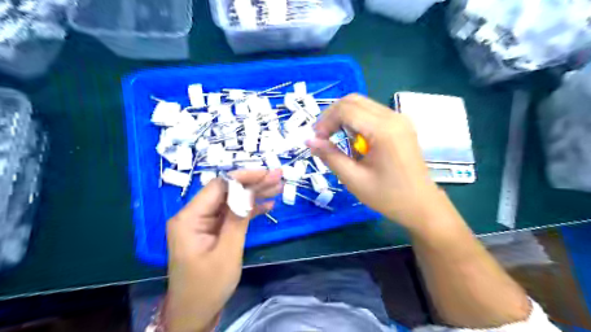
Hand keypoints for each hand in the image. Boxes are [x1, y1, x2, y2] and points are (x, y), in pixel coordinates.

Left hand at [164, 169, 283, 331]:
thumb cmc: (208, 286)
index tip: (266, 173)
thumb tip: (249, 192)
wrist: (195, 313)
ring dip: (254, 194)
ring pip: (232, 201)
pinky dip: (249, 209)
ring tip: (277, 186)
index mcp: (189, 219)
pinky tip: (267, 204)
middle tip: (277, 176)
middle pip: (227, 192)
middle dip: (253, 183)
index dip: (243, 177)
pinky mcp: (213, 230)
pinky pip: (232, 214)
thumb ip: (237, 220)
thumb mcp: (226, 253)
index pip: (218, 187)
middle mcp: (194, 215)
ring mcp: (204, 223)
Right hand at [307, 94, 440, 230]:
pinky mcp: (400, 124)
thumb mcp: (354, 179)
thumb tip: (309, 141)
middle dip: (332, 116)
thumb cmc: (388, 196)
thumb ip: (330, 156)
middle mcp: (393, 117)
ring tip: (335, 139)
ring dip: (343, 118)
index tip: (316, 140)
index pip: (346, 110)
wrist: (421, 204)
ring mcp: (399, 118)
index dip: (325, 121)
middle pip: (353, 101)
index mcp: (383, 130)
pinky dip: (356, 121)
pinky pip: (372, 113)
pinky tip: (353, 140)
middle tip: (322, 137)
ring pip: (362, 104)